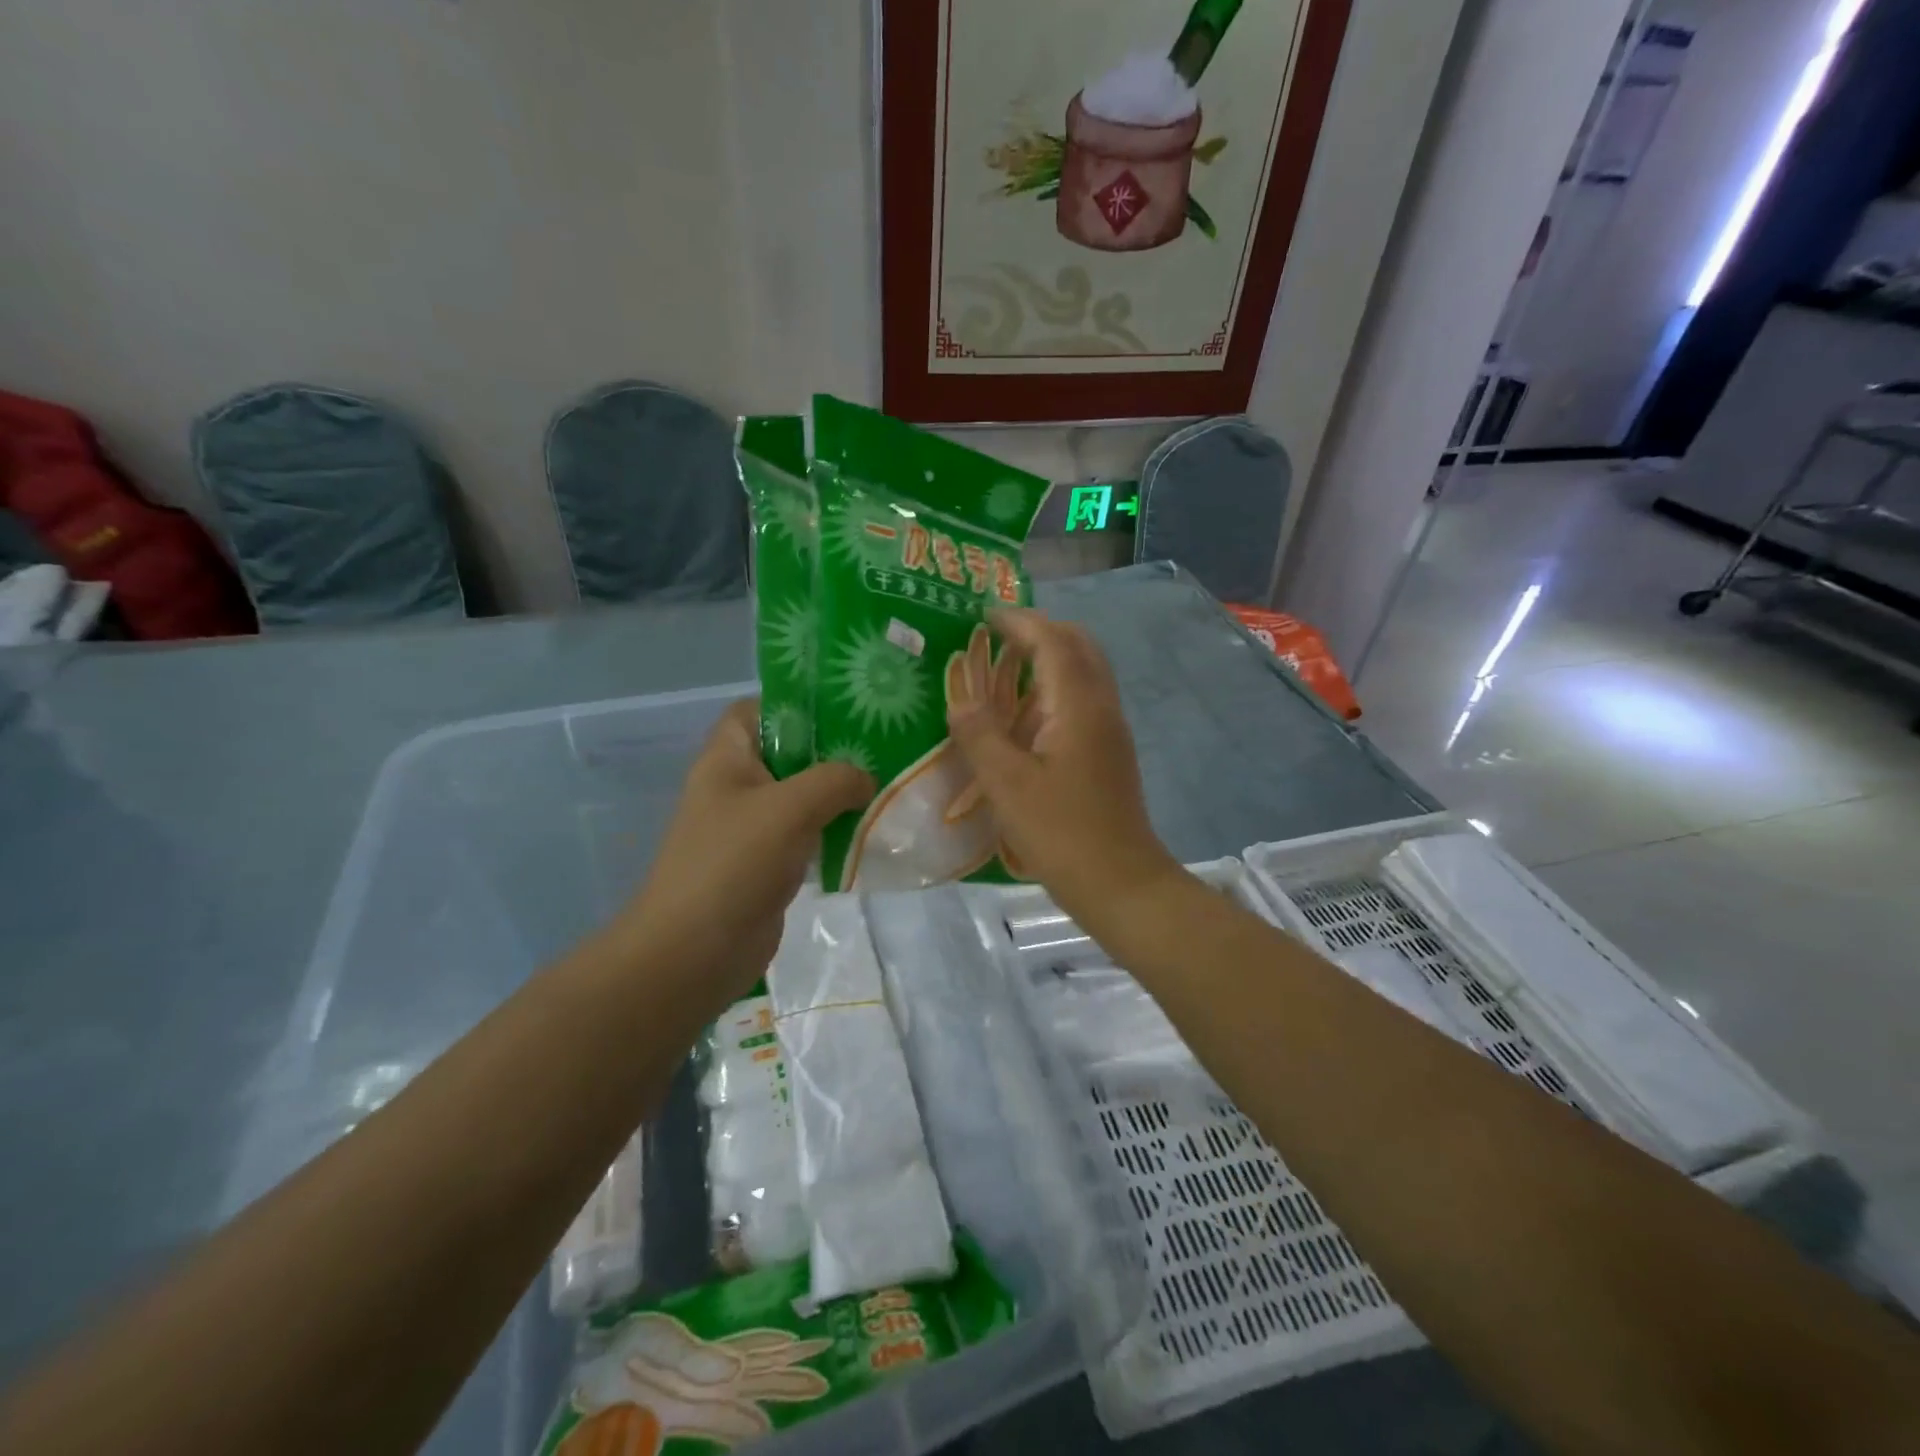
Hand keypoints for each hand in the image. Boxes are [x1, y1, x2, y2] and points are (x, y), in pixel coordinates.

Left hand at [612, 700, 872, 1008]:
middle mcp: (737, 787)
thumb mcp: (790, 807)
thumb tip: (866, 779)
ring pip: (801, 797)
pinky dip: (833, 832)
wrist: (695, 952)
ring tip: (886, 786)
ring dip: (839, 795)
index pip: (757, 710)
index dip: (796, 704)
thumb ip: (835, 780)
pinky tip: (869, 832)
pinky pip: (805, 835)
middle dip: (832, 751)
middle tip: (882, 747)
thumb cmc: (734, 863)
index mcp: (727, 759)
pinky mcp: (767, 864)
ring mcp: (751, 828)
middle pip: (788, 753)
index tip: (846, 709)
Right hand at [946, 609, 1181, 918]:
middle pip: (1078, 646)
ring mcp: (1110, 730)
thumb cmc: (1061, 832)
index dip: (1018, 622)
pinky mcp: (1109, 753)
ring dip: (1049, 658)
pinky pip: (1083, 699)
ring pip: (1084, 672)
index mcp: (1079, 704)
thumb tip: (960, 697)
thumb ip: (980, 734)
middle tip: (996, 636)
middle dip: (1039, 631)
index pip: (1052, 641)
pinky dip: (1054, 688)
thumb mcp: (1007, 784)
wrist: (1121, 882)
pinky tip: (1025, 715)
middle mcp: (1102, 706)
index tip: (983, 615)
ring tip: (1004, 667)